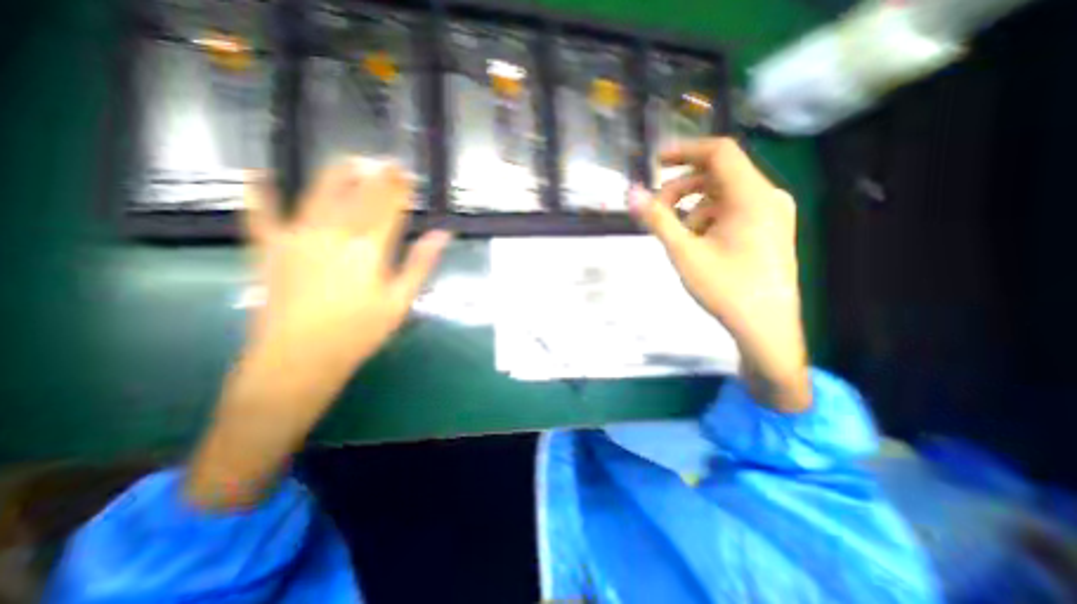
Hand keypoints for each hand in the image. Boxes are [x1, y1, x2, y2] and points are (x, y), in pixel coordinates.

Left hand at [186, 159, 447, 505]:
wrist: (299, 359)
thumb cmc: (359, 332)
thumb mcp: (401, 301)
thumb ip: (420, 264)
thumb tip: (442, 235)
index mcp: (370, 247)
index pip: (389, 206)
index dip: (400, 187)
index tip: (408, 173)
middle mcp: (335, 232)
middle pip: (360, 194)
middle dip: (376, 175)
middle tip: (386, 162)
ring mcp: (298, 236)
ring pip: (320, 193)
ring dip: (339, 174)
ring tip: (351, 161)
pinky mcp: (270, 248)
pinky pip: (260, 214)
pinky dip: (257, 193)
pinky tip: (257, 174)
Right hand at [633, 136, 807, 409]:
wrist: (765, 327)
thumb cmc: (725, 288)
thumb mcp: (684, 252)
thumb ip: (657, 219)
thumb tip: (632, 193)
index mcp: (752, 196)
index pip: (718, 152)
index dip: (684, 151)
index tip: (655, 162)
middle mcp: (767, 197)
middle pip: (718, 174)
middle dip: (681, 187)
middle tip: (656, 209)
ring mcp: (771, 214)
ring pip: (723, 195)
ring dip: (692, 206)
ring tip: (675, 234)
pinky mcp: (768, 230)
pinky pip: (732, 211)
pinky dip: (707, 218)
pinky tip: (695, 242)